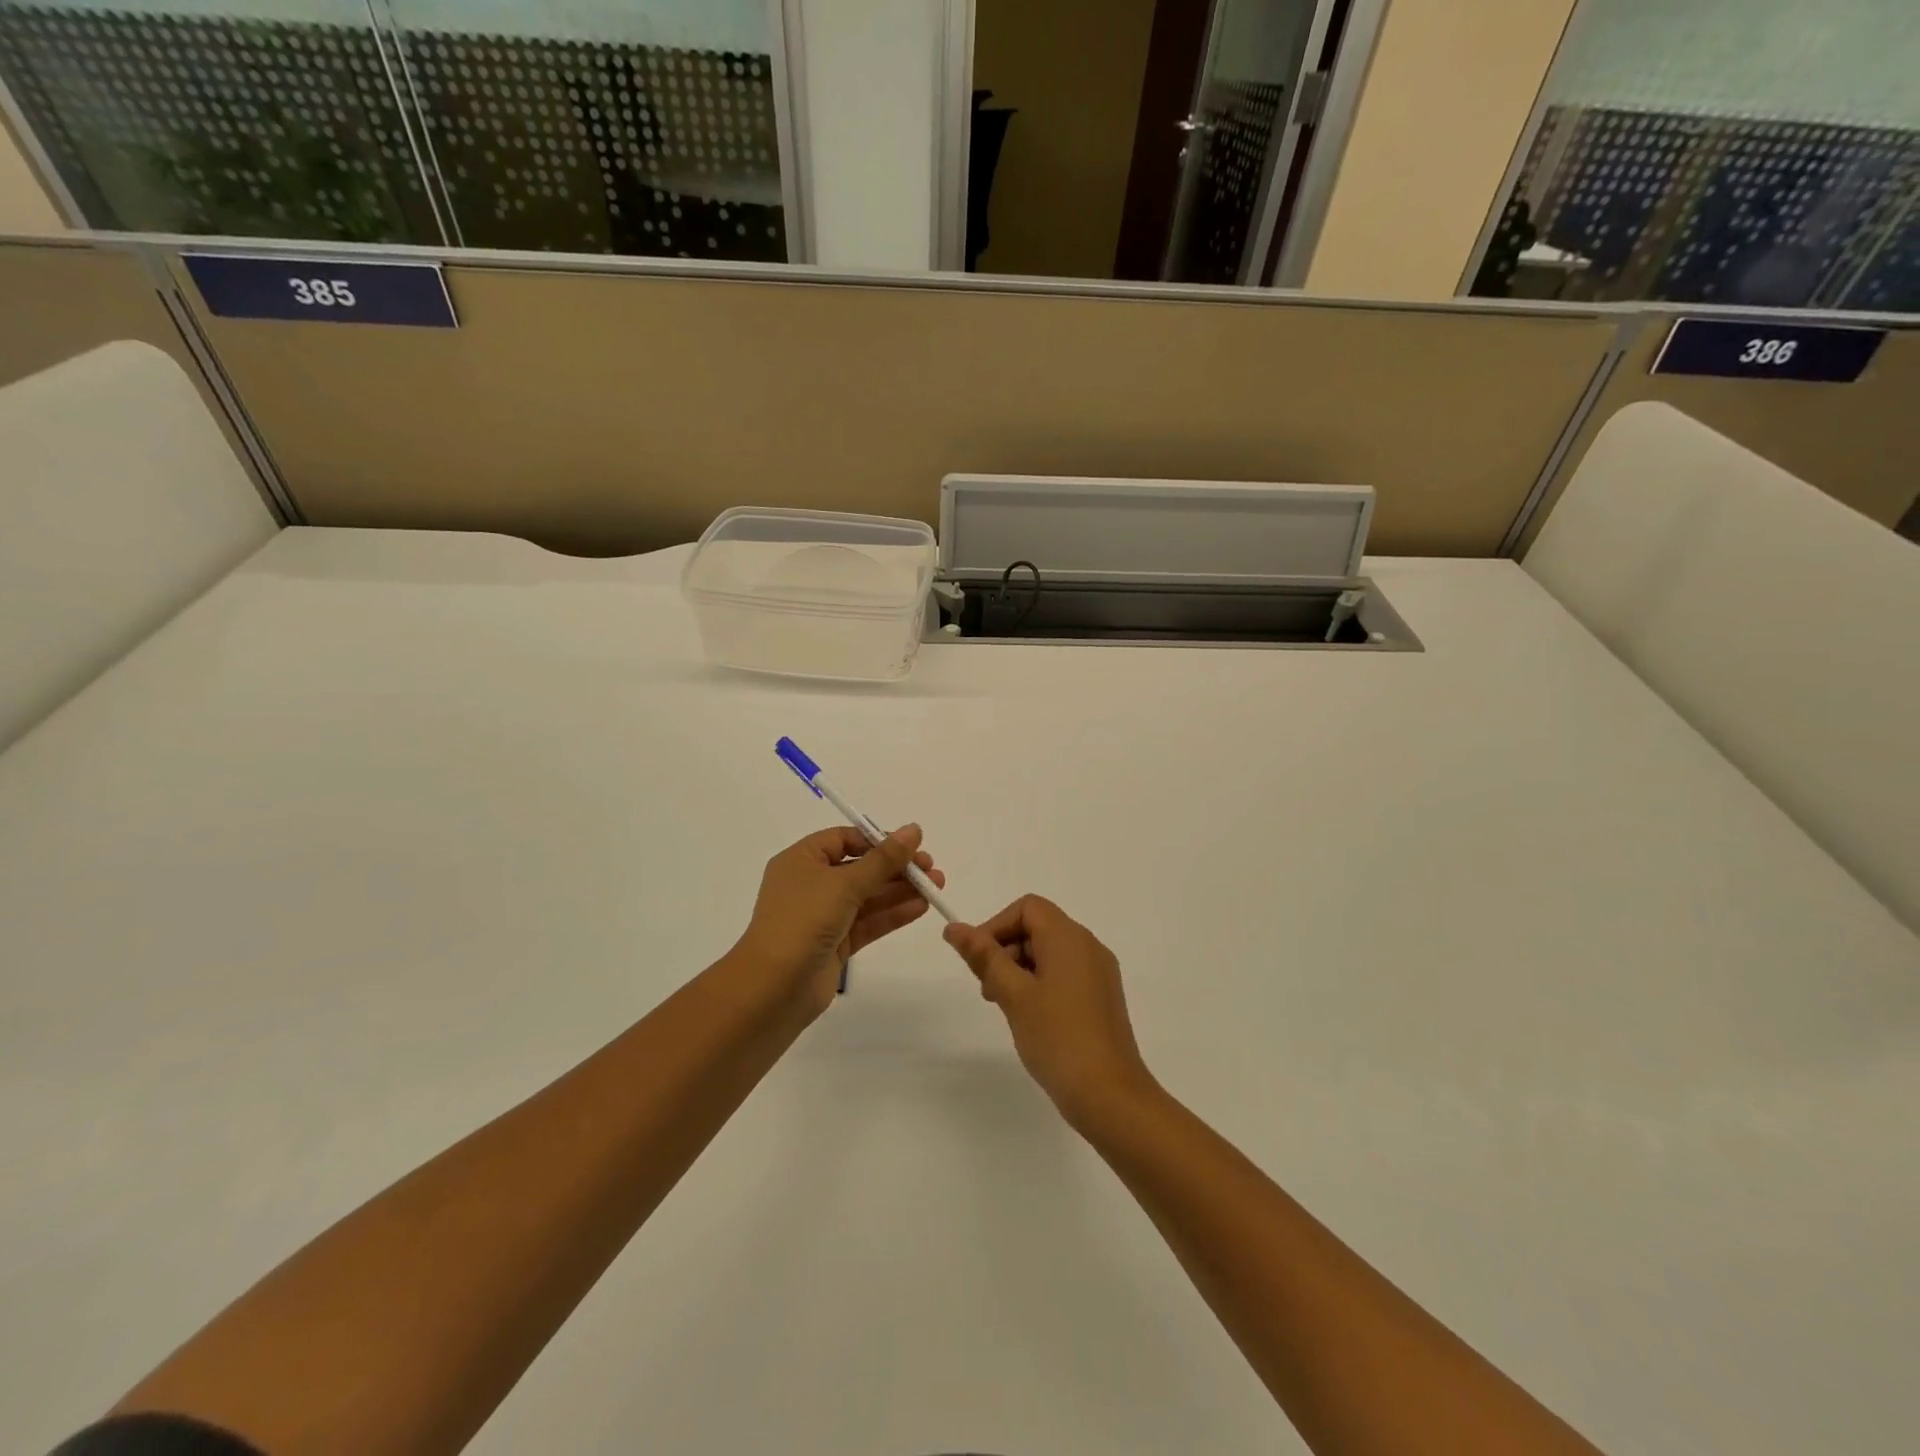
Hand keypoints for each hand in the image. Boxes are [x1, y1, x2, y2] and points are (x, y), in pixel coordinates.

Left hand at [731, 825, 945, 1016]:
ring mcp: (823, 916)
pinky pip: (868, 921)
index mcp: (802, 860)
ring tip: (936, 886)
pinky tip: (920, 907)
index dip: (878, 840)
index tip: (910, 845)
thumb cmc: (803, 921)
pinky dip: (892, 914)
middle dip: (896, 867)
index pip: (844, 839)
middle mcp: (811, 884)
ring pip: (868, 896)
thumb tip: (913, 829)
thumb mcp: (844, 883)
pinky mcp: (835, 944)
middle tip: (931, 868)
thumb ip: (883, 858)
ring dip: (900, 890)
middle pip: (860, 867)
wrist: (774, 989)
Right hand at [944, 896, 1154, 1127]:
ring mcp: (1099, 972)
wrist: (1110, 1096)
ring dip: (1020, 968)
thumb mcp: (1013, 994)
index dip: (996, 926)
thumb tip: (955, 928)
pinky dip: (1040, 982)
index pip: (1027, 908)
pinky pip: (1064, 973)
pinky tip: (1029, 1017)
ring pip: (1050, 952)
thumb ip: (984, 957)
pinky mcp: (1102, 997)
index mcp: (1070, 937)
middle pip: (1038, 927)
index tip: (978, 961)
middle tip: (987, 989)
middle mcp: (1088, 946)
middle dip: (1005, 949)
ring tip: (1004, 1006)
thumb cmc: (1058, 1038)